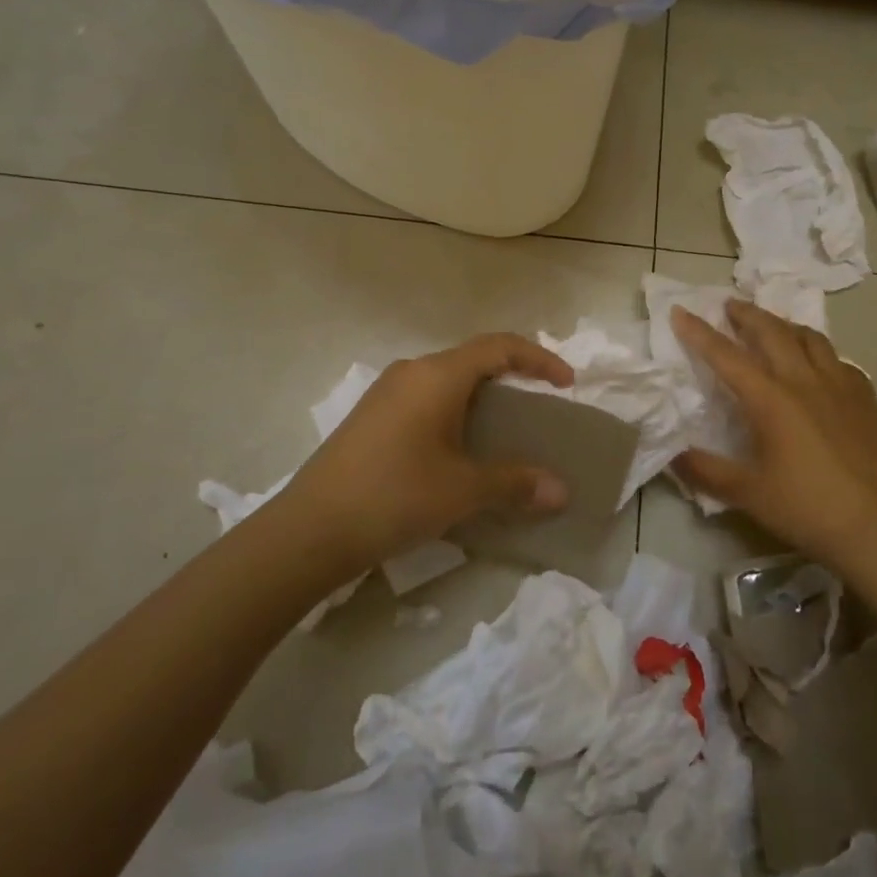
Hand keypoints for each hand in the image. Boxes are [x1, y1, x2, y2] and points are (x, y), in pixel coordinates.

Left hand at [277, 334, 575, 572]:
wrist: (309, 530)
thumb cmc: (395, 495)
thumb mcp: (463, 490)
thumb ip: (515, 482)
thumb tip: (562, 491)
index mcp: (438, 375)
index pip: (500, 346)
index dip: (539, 359)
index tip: (566, 382)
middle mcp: (412, 371)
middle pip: (473, 358)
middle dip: (512, 374)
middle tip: (540, 401)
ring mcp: (387, 392)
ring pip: (448, 378)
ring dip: (482, 393)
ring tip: (505, 425)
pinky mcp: (371, 416)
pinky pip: (426, 397)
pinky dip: (456, 409)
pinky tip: (458, 445)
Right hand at [671, 300, 876, 577]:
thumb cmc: (807, 508)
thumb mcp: (747, 494)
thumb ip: (706, 471)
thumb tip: (673, 454)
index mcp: (771, 399)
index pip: (726, 356)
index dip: (699, 333)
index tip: (680, 311)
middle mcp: (804, 381)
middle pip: (771, 332)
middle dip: (746, 314)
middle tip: (729, 305)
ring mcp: (840, 385)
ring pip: (809, 338)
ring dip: (784, 324)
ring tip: (772, 324)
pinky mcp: (865, 399)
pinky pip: (838, 360)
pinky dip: (819, 351)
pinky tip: (818, 364)